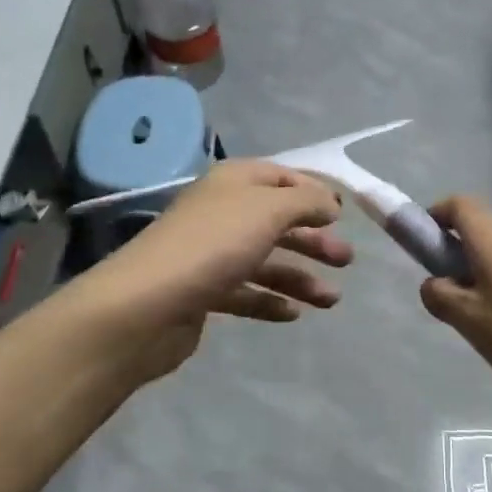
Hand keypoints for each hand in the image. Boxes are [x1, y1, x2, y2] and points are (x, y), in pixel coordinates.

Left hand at [66, 160, 352, 382]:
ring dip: (300, 277)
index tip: (344, 213)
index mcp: (233, 183)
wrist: (145, 307)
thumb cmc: (213, 246)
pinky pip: (245, 293)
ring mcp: (210, 254)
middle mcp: (221, 213)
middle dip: (313, 239)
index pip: (280, 176)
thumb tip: (330, 202)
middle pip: (277, 221)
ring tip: (332, 299)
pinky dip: (270, 301)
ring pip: (265, 261)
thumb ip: (306, 201)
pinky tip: (293, 314)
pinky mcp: (203, 293)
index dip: (313, 191)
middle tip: (346, 260)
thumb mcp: (268, 210)